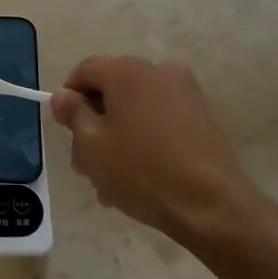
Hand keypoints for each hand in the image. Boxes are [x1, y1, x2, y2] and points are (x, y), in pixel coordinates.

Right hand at [50, 56, 261, 242]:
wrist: (213, 207)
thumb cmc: (141, 171)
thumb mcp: (91, 144)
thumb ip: (72, 113)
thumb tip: (63, 96)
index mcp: (127, 71)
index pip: (84, 71)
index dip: (68, 99)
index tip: (65, 132)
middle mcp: (159, 71)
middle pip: (111, 91)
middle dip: (94, 126)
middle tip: (85, 167)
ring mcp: (186, 94)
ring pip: (136, 110)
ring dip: (117, 139)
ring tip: (112, 185)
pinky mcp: (204, 118)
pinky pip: (160, 121)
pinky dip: (145, 142)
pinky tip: (141, 179)